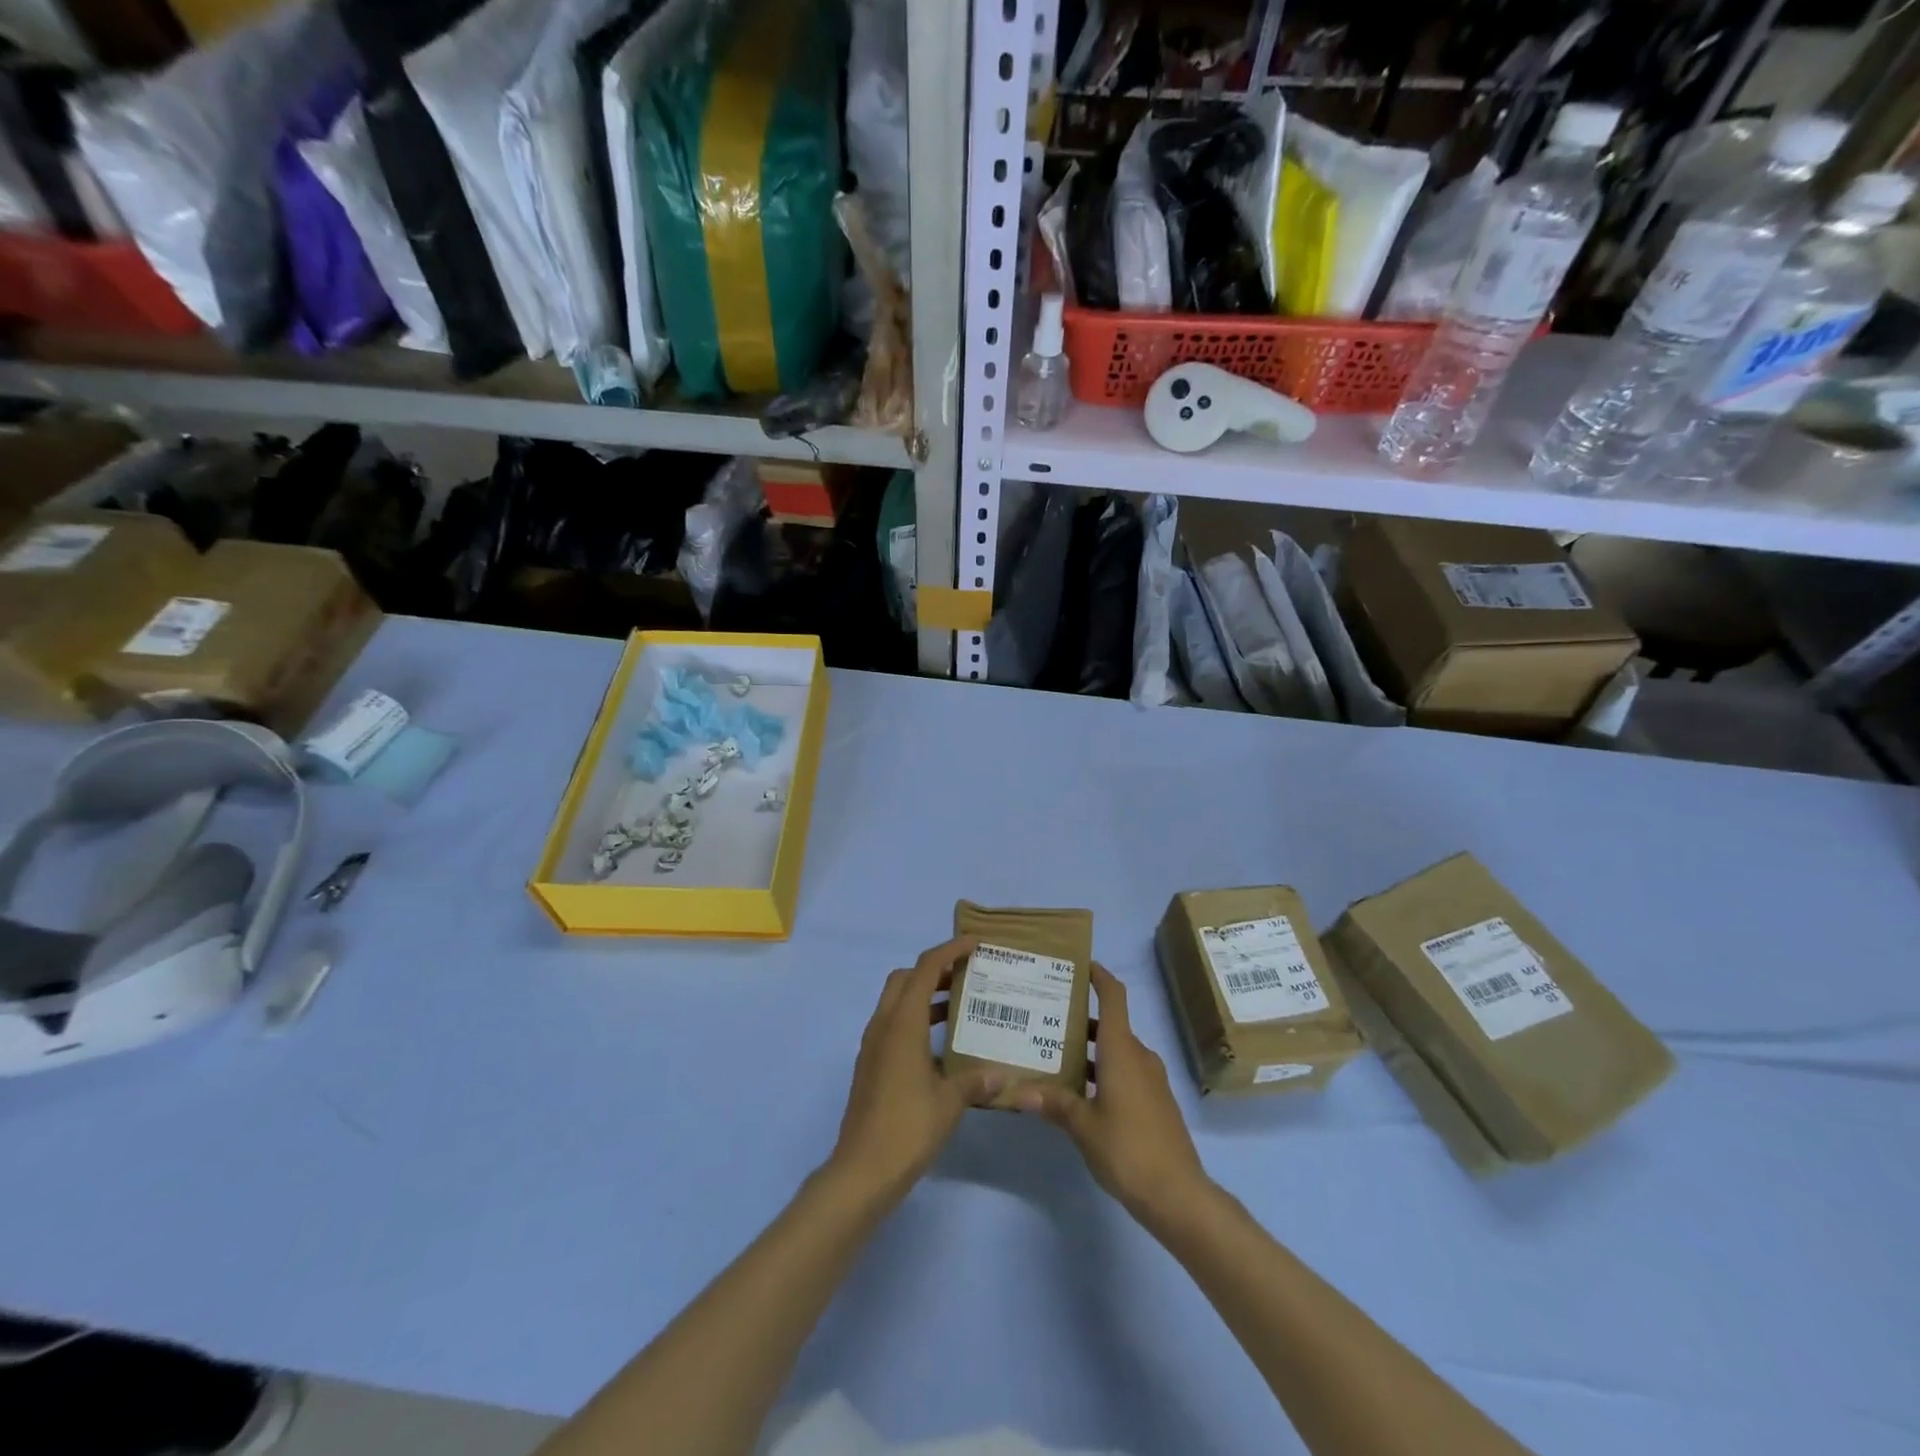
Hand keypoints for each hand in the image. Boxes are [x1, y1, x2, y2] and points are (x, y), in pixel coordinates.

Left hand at [827, 936, 1006, 1204]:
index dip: (950, 950)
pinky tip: (940, 1045)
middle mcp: (883, 1026)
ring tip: (959, 1005)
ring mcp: (873, 1046)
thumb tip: (1000, 1075)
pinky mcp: (871, 1066)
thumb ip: (975, 1081)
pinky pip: (893, 1026)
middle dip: (934, 969)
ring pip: (897, 1002)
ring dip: (924, 995)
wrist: (862, 1170)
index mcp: (902, 1023)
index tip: (975, 943)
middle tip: (966, 975)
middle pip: (905, 978)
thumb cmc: (908, 1128)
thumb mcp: (950, 1102)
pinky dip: (916, 1020)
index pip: (926, 968)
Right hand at [1014, 963, 1211, 1232]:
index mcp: (1122, 1050)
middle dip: (1080, 1018)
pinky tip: (1078, 1090)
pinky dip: (1102, 1070)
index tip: (1079, 964)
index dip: (1099, 976)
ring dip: (1089, 1049)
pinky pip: (1125, 1071)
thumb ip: (1054, 1104)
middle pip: (1110, 1024)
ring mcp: (1150, 1080)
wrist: (1178, 1194)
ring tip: (1053, 1053)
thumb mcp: (1083, 1126)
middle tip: (1046, 1016)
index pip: (1114, 997)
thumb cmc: (1128, 1149)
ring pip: (1116, 1050)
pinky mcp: (1154, 1102)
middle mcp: (1138, 1056)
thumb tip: (1019, 1092)